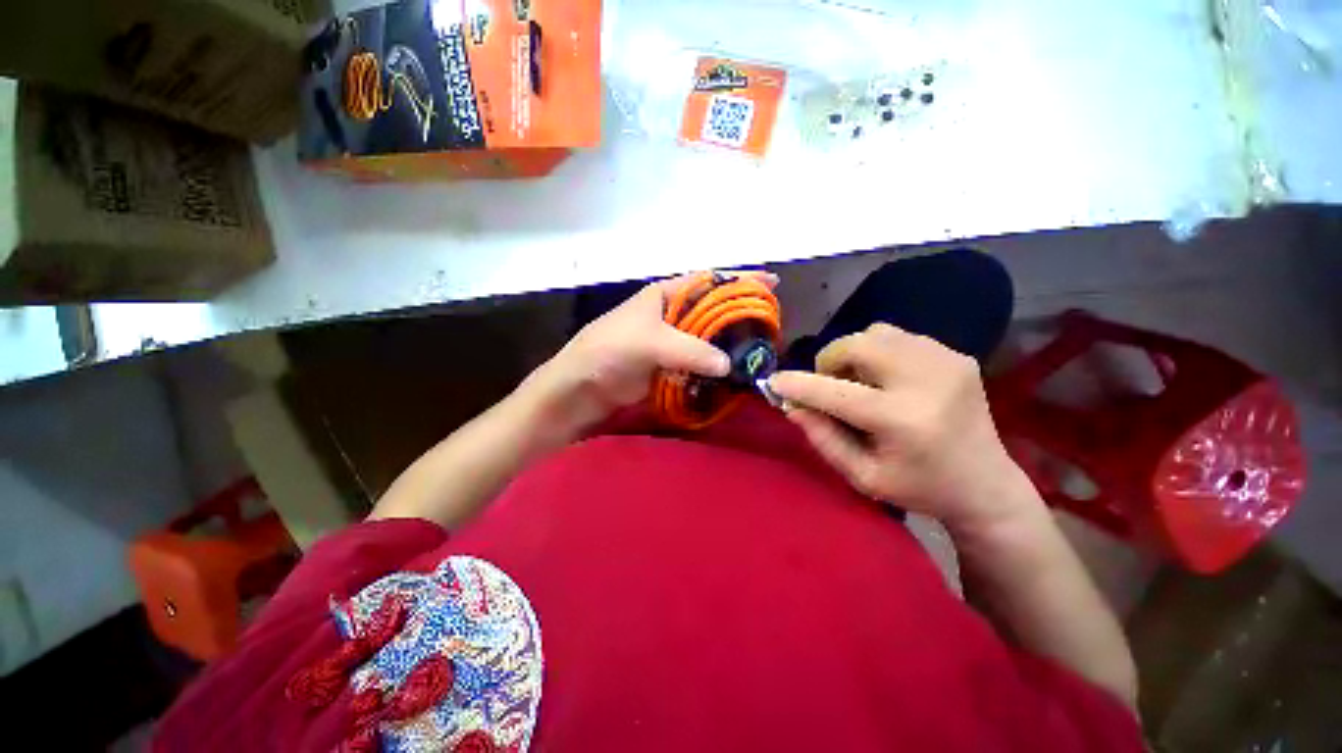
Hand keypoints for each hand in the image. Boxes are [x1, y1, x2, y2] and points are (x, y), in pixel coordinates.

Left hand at [529, 272, 777, 426]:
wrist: (579, 388)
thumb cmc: (608, 351)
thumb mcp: (650, 342)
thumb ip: (691, 351)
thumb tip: (729, 365)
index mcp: (664, 296)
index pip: (708, 281)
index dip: (739, 280)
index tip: (772, 283)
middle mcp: (670, 316)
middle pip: (712, 312)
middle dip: (739, 316)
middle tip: (770, 326)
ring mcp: (669, 344)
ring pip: (707, 341)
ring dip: (729, 346)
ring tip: (758, 352)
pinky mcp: (667, 367)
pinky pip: (698, 365)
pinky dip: (714, 370)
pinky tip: (734, 376)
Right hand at [768, 323, 1032, 528]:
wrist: (987, 486)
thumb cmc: (919, 488)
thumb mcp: (862, 476)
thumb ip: (823, 438)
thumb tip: (793, 405)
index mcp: (902, 421)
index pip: (835, 393)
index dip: (799, 385)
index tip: (774, 382)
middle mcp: (927, 382)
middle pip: (858, 345)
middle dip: (830, 361)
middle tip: (830, 385)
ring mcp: (947, 362)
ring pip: (877, 334)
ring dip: (855, 354)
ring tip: (861, 382)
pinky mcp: (958, 356)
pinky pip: (900, 338)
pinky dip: (881, 353)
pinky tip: (889, 379)